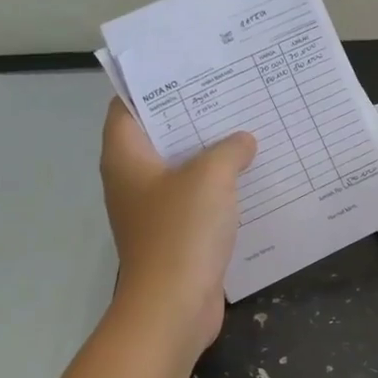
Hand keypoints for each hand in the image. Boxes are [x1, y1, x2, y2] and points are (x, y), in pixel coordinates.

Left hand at [100, 100, 256, 354]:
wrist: (173, 307)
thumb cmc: (181, 232)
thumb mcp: (211, 177)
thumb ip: (229, 150)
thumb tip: (242, 141)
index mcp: (126, 157)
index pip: (127, 106)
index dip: (154, 85)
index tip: (190, 71)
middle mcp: (132, 180)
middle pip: (160, 136)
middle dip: (193, 117)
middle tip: (231, 95)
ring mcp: (152, 210)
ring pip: (182, 170)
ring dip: (211, 154)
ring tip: (248, 131)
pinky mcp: (174, 235)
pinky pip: (197, 200)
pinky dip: (219, 188)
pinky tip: (251, 179)